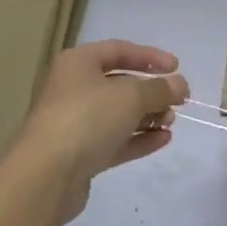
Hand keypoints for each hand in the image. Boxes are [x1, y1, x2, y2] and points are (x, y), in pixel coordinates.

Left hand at [13, 40, 188, 221]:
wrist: (46, 175)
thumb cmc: (87, 118)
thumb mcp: (130, 96)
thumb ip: (159, 89)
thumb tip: (180, 85)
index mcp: (78, 63)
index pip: (119, 50)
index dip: (149, 56)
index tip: (176, 67)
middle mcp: (74, 88)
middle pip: (119, 83)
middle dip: (151, 91)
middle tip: (177, 101)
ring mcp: (75, 123)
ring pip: (117, 114)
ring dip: (147, 116)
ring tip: (171, 121)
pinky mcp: (79, 154)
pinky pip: (114, 140)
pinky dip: (138, 138)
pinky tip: (163, 140)